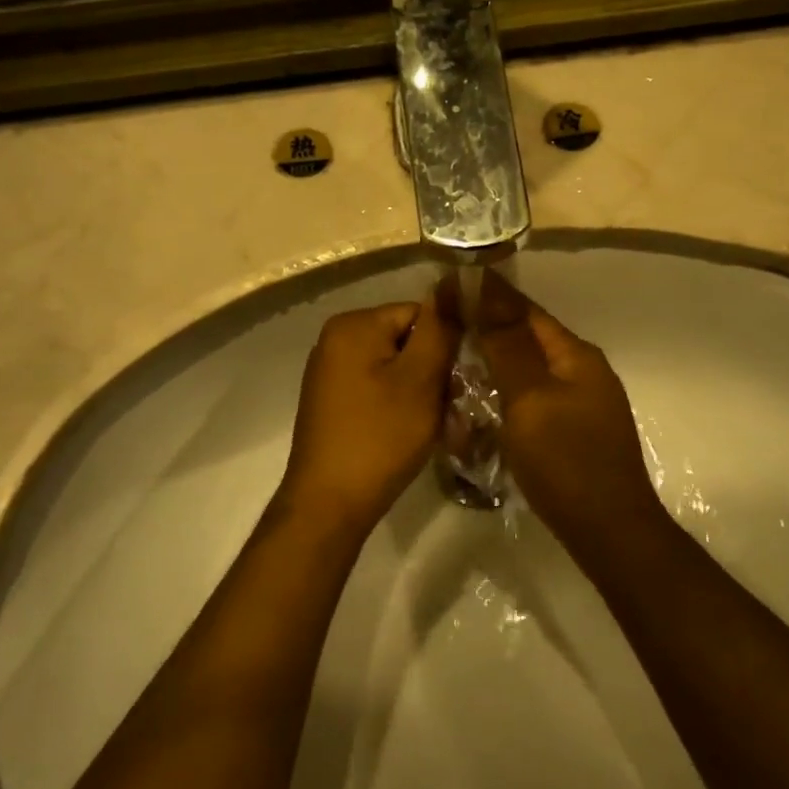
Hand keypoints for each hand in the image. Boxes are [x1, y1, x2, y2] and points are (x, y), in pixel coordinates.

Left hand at [278, 281, 461, 535]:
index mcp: (354, 325)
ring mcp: (330, 371)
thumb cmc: (380, 437)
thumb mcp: (420, 379)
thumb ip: (438, 329)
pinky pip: (377, 388)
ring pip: (395, 367)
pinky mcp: (332, 401)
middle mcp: (336, 339)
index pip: (419, 313)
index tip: (459, 381)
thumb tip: (453, 285)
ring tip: (433, 425)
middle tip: (450, 408)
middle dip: (433, 371)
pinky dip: (399, 405)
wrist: (329, 504)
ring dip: (420, 392)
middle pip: (406, 340)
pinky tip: (408, 432)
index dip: (446, 345)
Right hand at [473, 270, 665, 546]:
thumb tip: (487, 286)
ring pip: (530, 369)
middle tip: (442, 324)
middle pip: (529, 338)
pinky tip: (483, 402)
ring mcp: (582, 404)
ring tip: (455, 358)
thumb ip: (508, 345)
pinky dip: (507, 392)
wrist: (610, 533)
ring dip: (496, 361)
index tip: (447, 286)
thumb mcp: (530, 399)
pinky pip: (534, 398)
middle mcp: (583, 372)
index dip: (487, 296)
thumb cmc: (567, 461)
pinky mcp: (574, 432)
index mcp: (576, 356)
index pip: (525, 311)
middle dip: (488, 327)